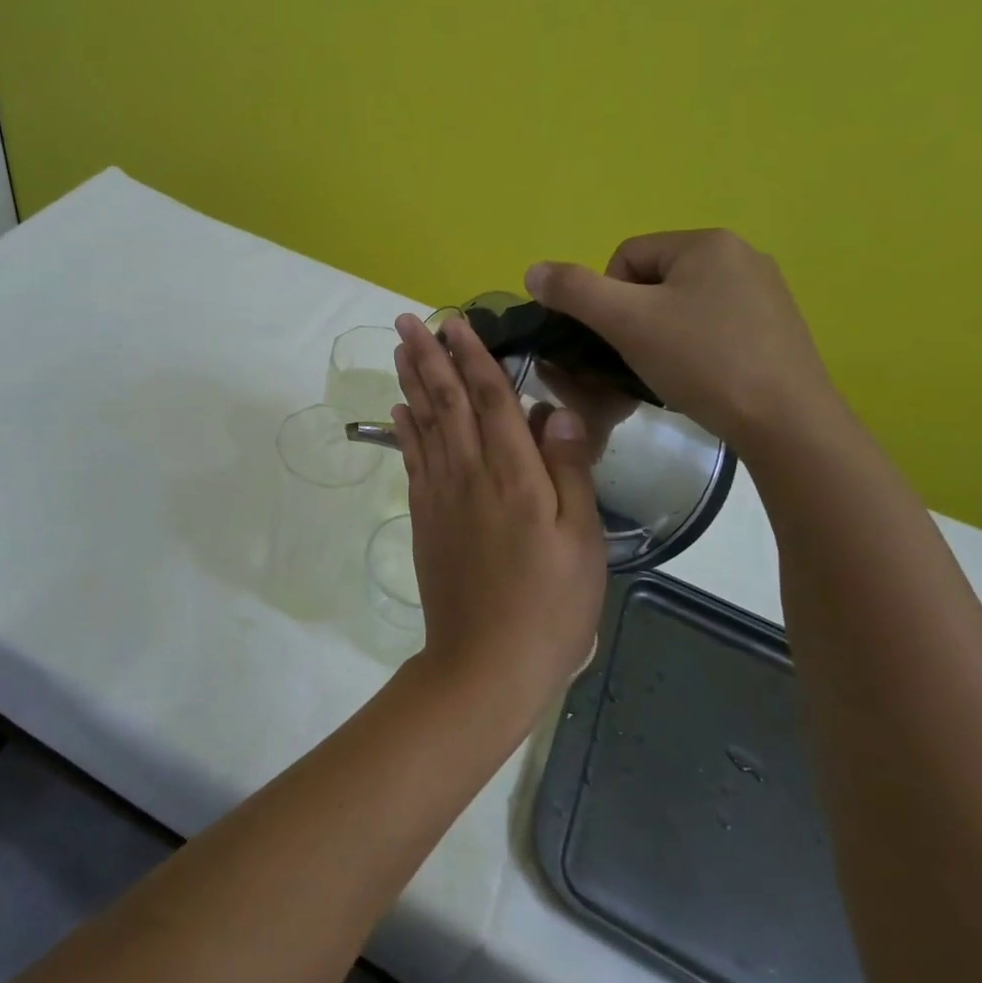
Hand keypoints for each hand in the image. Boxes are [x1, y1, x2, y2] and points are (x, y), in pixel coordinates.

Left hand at [390, 313, 606, 708]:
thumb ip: (568, 471)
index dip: (473, 356)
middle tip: (407, 320)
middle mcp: (469, 472)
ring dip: (411, 381)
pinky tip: (399, 409)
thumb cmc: (549, 605)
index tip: (456, 322)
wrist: (485, 661)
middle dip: (428, 356)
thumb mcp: (582, 541)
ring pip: (423, 423)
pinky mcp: (424, 516)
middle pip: (446, 401)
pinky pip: (412, 459)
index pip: (491, 398)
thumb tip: (555, 411)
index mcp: (513, 474)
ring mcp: (440, 493)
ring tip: (400, 348)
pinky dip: (404, 428)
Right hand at [524, 229, 841, 455]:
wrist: (787, 423)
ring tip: (668, 372)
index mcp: (707, 243)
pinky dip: (694, 349)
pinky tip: (699, 378)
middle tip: (639, 358)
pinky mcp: (777, 328)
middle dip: (635, 319)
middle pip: (653, 281)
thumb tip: (533, 270)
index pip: (625, 257)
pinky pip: (713, 326)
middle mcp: (741, 256)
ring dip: (661, 335)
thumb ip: (574, 291)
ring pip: (682, 306)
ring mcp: (765, 293)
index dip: (607, 299)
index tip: (620, 339)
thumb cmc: (702, 361)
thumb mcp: (627, 323)